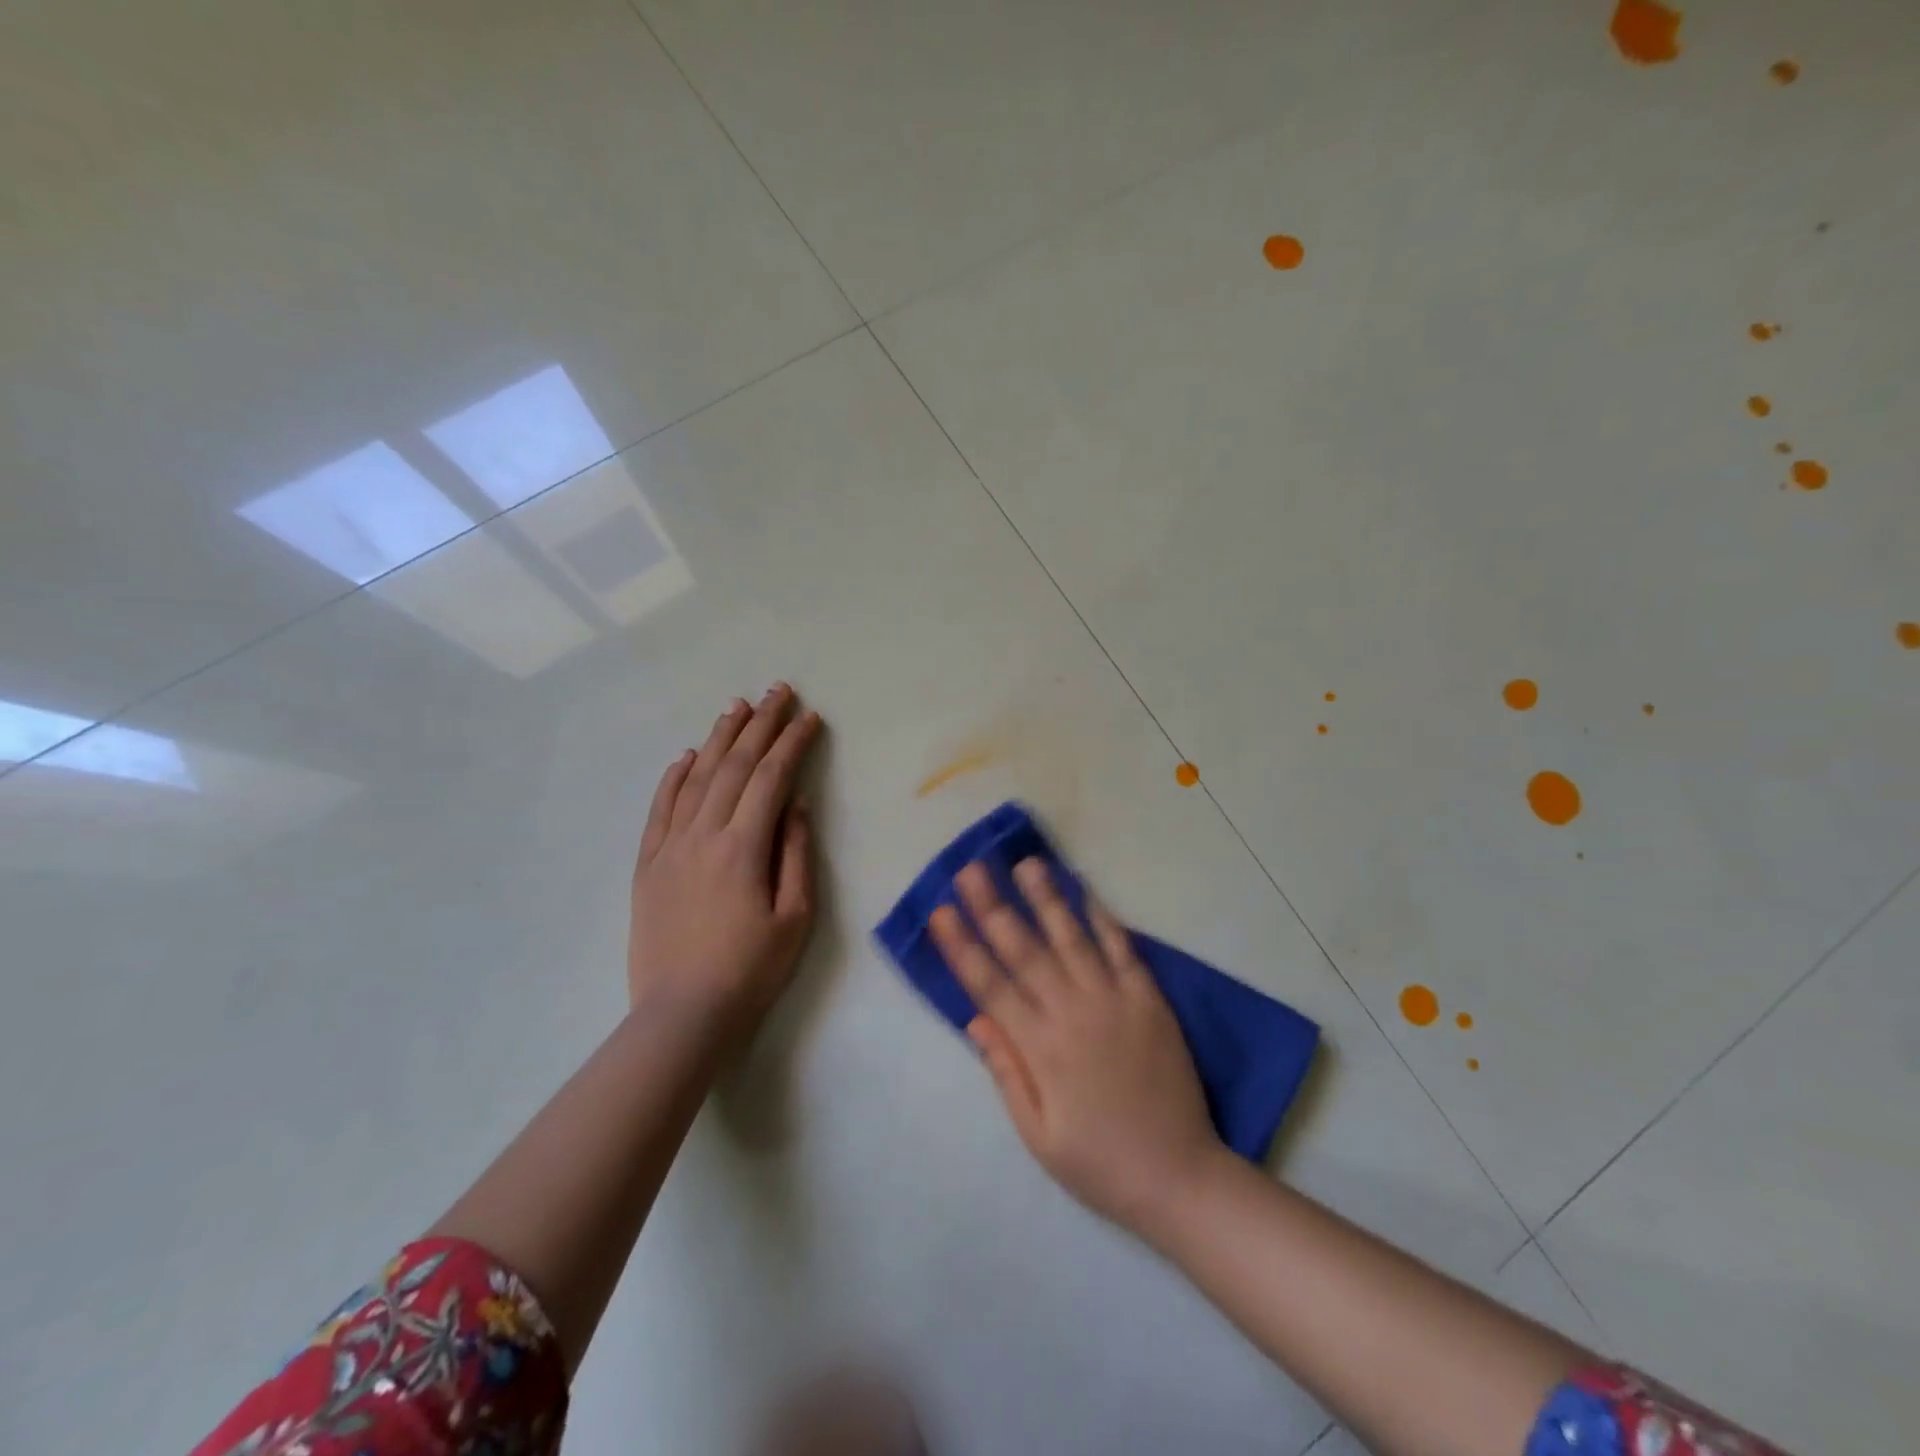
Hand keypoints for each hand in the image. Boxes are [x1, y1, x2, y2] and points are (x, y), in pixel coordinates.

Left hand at [628, 684, 822, 1032]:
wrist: (682, 1015)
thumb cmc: (751, 970)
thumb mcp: (795, 917)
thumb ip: (796, 854)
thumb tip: (796, 805)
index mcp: (744, 847)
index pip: (772, 779)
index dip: (792, 743)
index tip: (809, 717)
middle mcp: (703, 835)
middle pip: (735, 766)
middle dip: (760, 725)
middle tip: (778, 691)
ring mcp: (669, 848)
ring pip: (696, 778)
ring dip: (719, 738)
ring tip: (737, 706)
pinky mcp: (647, 865)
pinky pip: (659, 809)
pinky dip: (674, 777)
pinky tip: (687, 755)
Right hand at [928, 858, 1221, 1231]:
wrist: (1179, 1177)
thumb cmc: (1100, 1163)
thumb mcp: (1039, 1136)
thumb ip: (1007, 1074)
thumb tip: (976, 1020)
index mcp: (1041, 1048)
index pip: (990, 986)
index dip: (962, 947)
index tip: (940, 912)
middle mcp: (1073, 1013)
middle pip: (1025, 951)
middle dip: (993, 907)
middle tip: (971, 869)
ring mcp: (1114, 1001)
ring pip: (1072, 938)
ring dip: (1046, 899)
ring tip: (1026, 863)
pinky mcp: (1149, 1000)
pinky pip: (1123, 950)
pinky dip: (1104, 919)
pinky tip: (1086, 893)